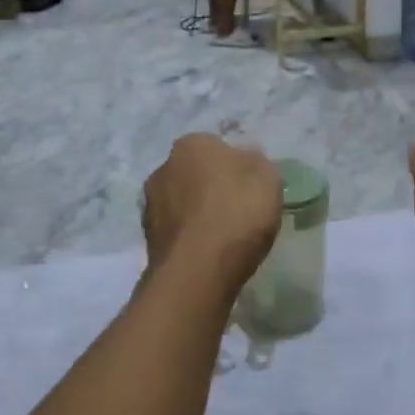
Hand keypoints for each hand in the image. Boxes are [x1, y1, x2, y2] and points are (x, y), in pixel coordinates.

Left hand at [142, 135, 282, 294]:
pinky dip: (189, 238)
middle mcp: (163, 167)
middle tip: (237, 212)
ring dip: (198, 215)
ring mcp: (150, 203)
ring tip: (223, 238)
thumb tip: (246, 160)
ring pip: (182, 203)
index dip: (236, 169)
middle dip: (212, 189)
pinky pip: (177, 230)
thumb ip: (257, 163)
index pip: (217, 148)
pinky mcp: (147, 237)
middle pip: (196, 174)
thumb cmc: (237, 214)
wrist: (197, 270)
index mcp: (192, 144)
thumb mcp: (268, 179)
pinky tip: (207, 254)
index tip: (251, 190)